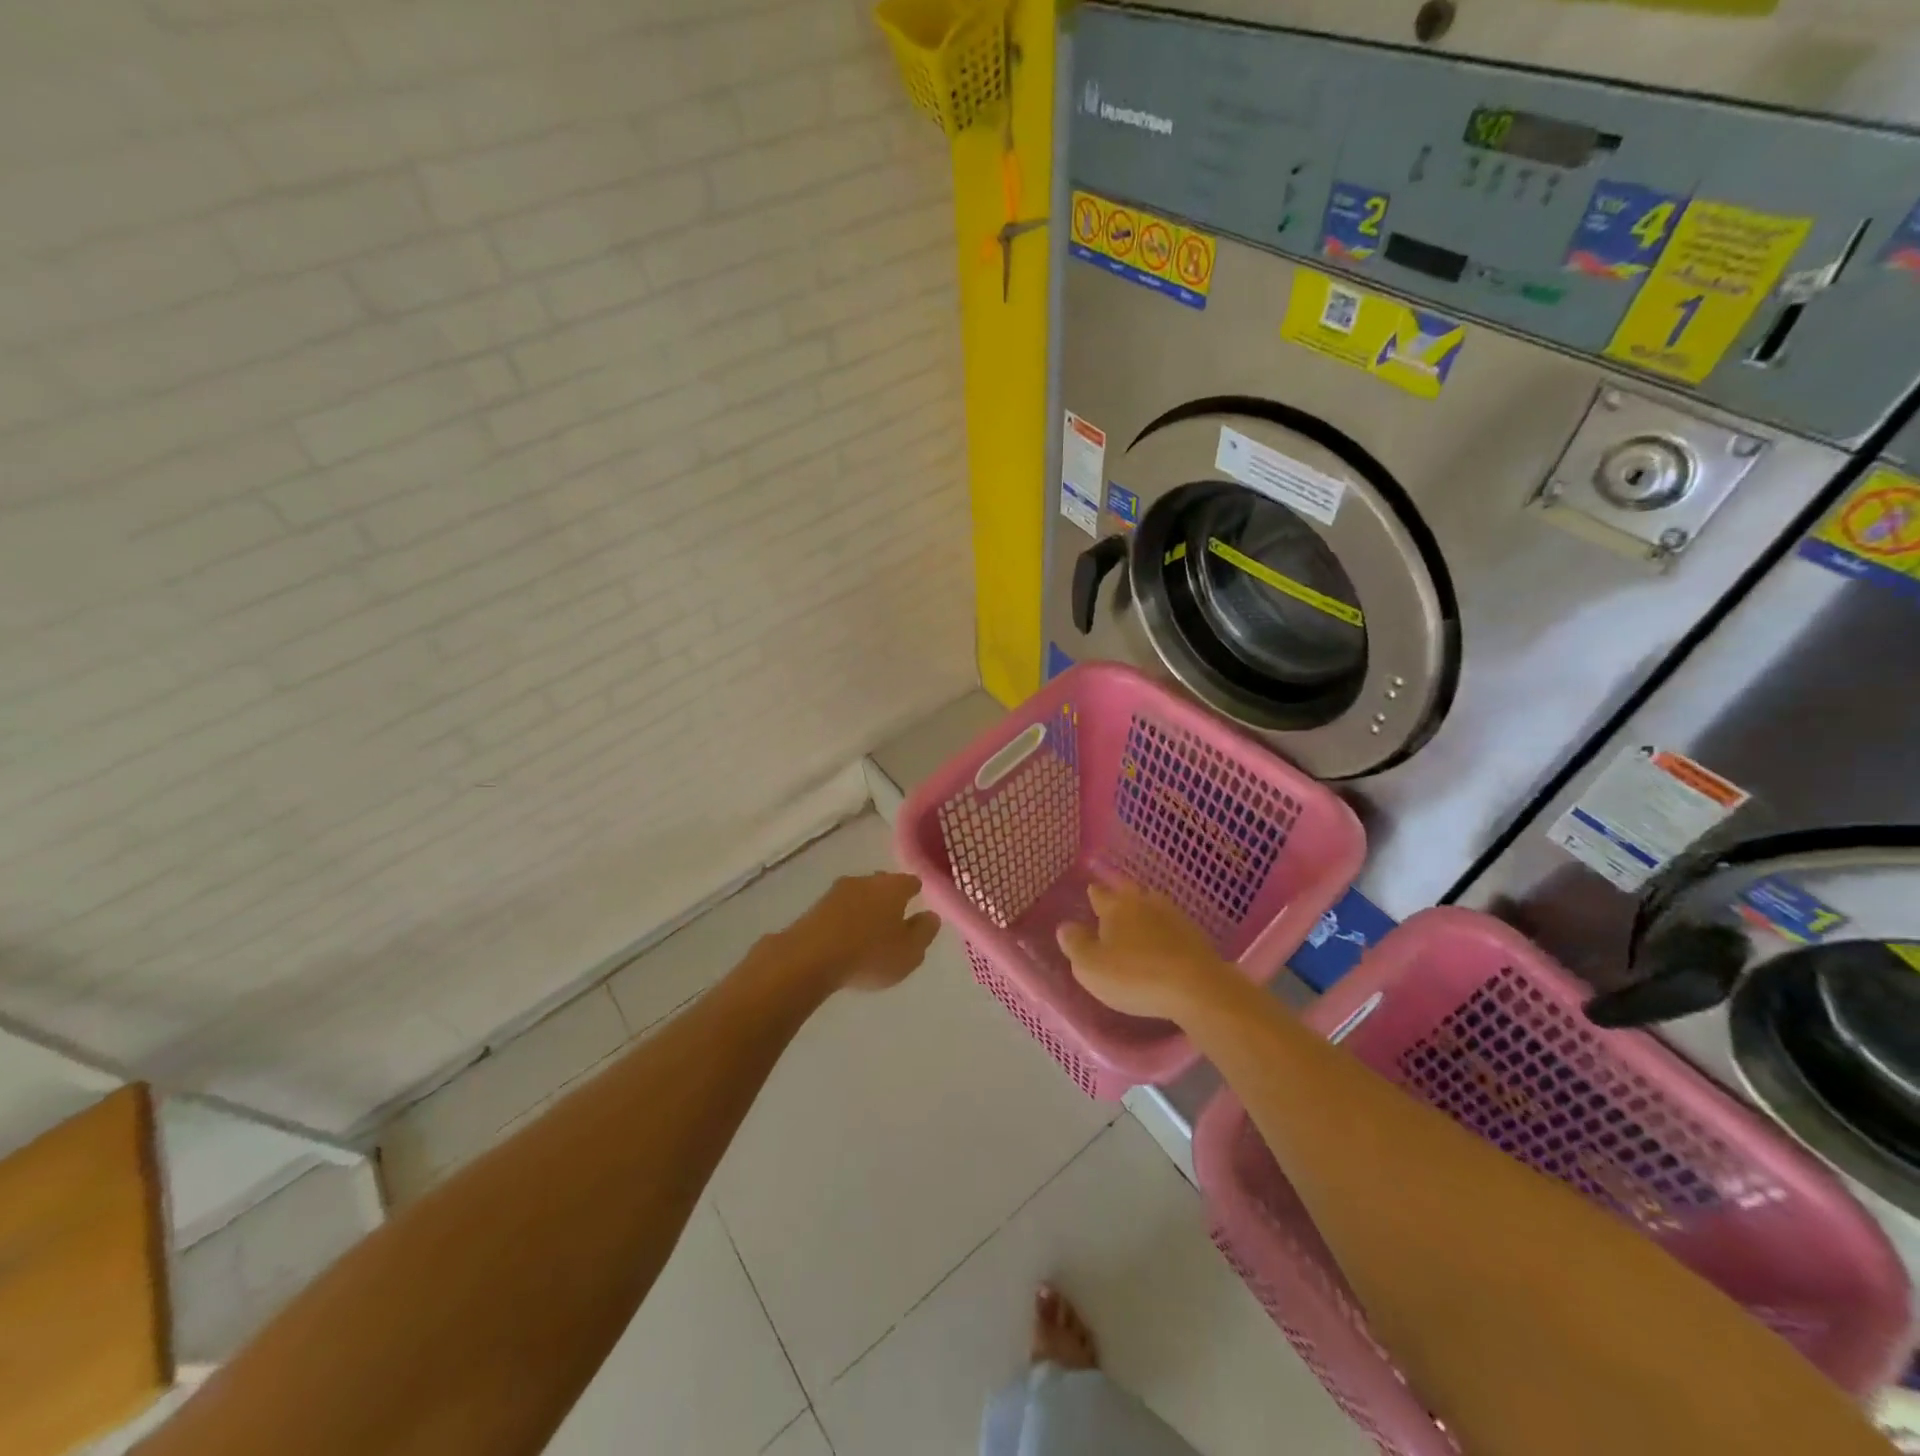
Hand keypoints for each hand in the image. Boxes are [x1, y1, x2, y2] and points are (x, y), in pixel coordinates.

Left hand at [776, 872, 940, 992]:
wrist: (809, 958)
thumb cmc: (869, 954)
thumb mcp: (909, 952)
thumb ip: (924, 932)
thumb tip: (931, 916)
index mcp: (893, 886)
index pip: (911, 881)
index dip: (916, 892)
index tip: (919, 903)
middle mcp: (866, 880)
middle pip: (883, 884)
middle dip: (889, 897)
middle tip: (895, 917)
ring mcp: (837, 891)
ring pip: (859, 894)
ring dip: (865, 907)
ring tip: (869, 929)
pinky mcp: (815, 906)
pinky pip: (840, 909)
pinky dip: (846, 918)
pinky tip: (846, 936)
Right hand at [1055, 880, 1238, 1023]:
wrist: (1197, 987)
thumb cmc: (1135, 976)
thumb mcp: (1091, 966)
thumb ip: (1075, 944)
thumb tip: (1065, 926)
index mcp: (1116, 907)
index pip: (1100, 894)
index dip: (1094, 894)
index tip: (1091, 893)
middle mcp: (1144, 903)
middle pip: (1129, 893)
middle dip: (1120, 896)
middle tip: (1113, 902)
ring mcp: (1174, 917)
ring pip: (1153, 906)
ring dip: (1144, 911)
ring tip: (1138, 921)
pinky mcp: (1195, 936)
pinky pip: (1172, 926)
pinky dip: (1164, 931)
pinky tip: (1163, 943)